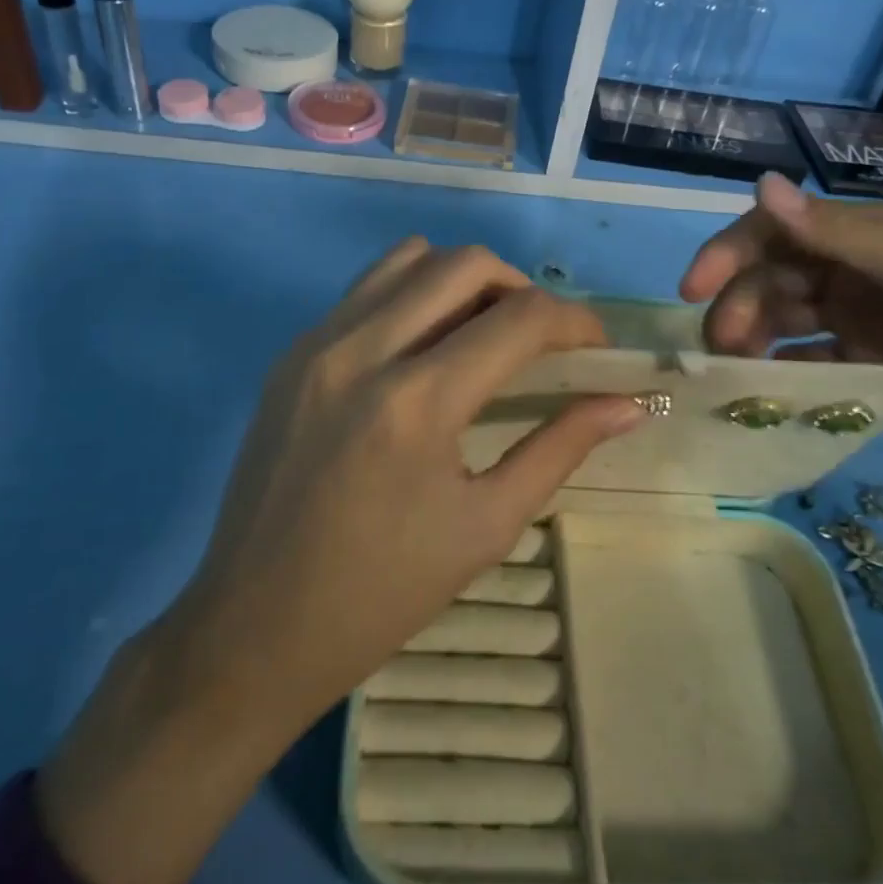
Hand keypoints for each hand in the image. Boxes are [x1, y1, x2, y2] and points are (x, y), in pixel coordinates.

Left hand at [39, 240, 645, 883]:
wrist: (254, 625)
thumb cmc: (383, 592)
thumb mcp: (487, 525)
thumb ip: (561, 448)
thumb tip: (627, 404)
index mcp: (418, 402)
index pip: (520, 318)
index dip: (576, 323)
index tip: (596, 348)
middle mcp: (363, 349)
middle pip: (466, 263)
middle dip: (523, 289)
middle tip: (542, 338)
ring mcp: (318, 342)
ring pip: (411, 258)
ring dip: (464, 280)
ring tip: (484, 331)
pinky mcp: (292, 352)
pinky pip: (367, 288)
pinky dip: (413, 294)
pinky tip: (425, 348)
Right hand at [681, 172, 882, 484]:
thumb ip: (842, 237)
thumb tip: (759, 183)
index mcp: (877, 234)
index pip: (782, 228)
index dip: (730, 252)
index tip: (693, 291)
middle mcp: (864, 269)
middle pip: (777, 275)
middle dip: (739, 303)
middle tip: (720, 349)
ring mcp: (870, 318)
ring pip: (787, 316)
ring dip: (754, 336)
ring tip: (736, 373)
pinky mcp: (878, 364)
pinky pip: (814, 359)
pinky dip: (785, 369)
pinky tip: (769, 390)